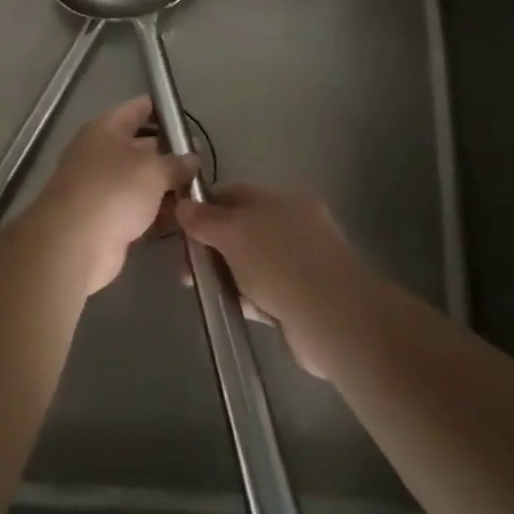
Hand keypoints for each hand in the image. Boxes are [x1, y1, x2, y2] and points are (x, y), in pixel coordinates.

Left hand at [25, 97, 197, 294]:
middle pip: (140, 147)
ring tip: (198, 191)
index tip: (183, 116)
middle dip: (169, 154)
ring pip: (140, 182)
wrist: (76, 243)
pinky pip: (137, 210)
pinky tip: (181, 218)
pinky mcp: (105, 220)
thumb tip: (192, 159)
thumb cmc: (114, 190)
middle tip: (201, 161)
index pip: (136, 109)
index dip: (159, 109)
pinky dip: (156, 213)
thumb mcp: (154, 170)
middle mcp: (99, 154)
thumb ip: (177, 162)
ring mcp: (100, 188)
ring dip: (165, 187)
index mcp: (105, 130)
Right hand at [177, 186, 373, 376]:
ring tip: (208, 292)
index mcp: (281, 199)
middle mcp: (293, 225)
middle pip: (240, 229)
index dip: (203, 208)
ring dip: (228, 275)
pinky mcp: (304, 296)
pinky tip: (238, 308)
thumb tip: (183, 204)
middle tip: (186, 269)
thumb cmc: (279, 263)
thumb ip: (205, 219)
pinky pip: (266, 290)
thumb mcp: (233, 233)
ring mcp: (301, 261)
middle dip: (211, 247)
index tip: (179, 230)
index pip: (233, 194)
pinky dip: (250, 297)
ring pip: (251, 262)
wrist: (333, 319)